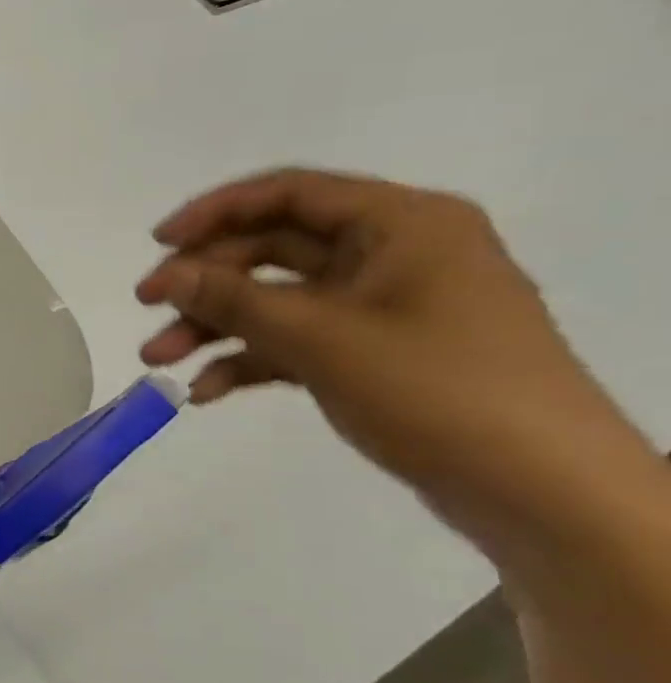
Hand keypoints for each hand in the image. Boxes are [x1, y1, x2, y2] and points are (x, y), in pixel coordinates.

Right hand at [134, 168, 650, 544]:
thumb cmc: (435, 389)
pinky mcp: (371, 353)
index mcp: (400, 225)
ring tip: (157, 360)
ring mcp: (380, 307)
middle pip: (272, 249)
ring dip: (213, 326)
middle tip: (146, 308)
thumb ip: (234, 299)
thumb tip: (165, 274)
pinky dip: (247, 361)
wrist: (537, 488)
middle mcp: (390, 254)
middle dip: (203, 281)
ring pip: (274, 300)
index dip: (214, 213)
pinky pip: (293, 341)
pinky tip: (204, 391)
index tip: (156, 245)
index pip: (289, 194)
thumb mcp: (320, 337)